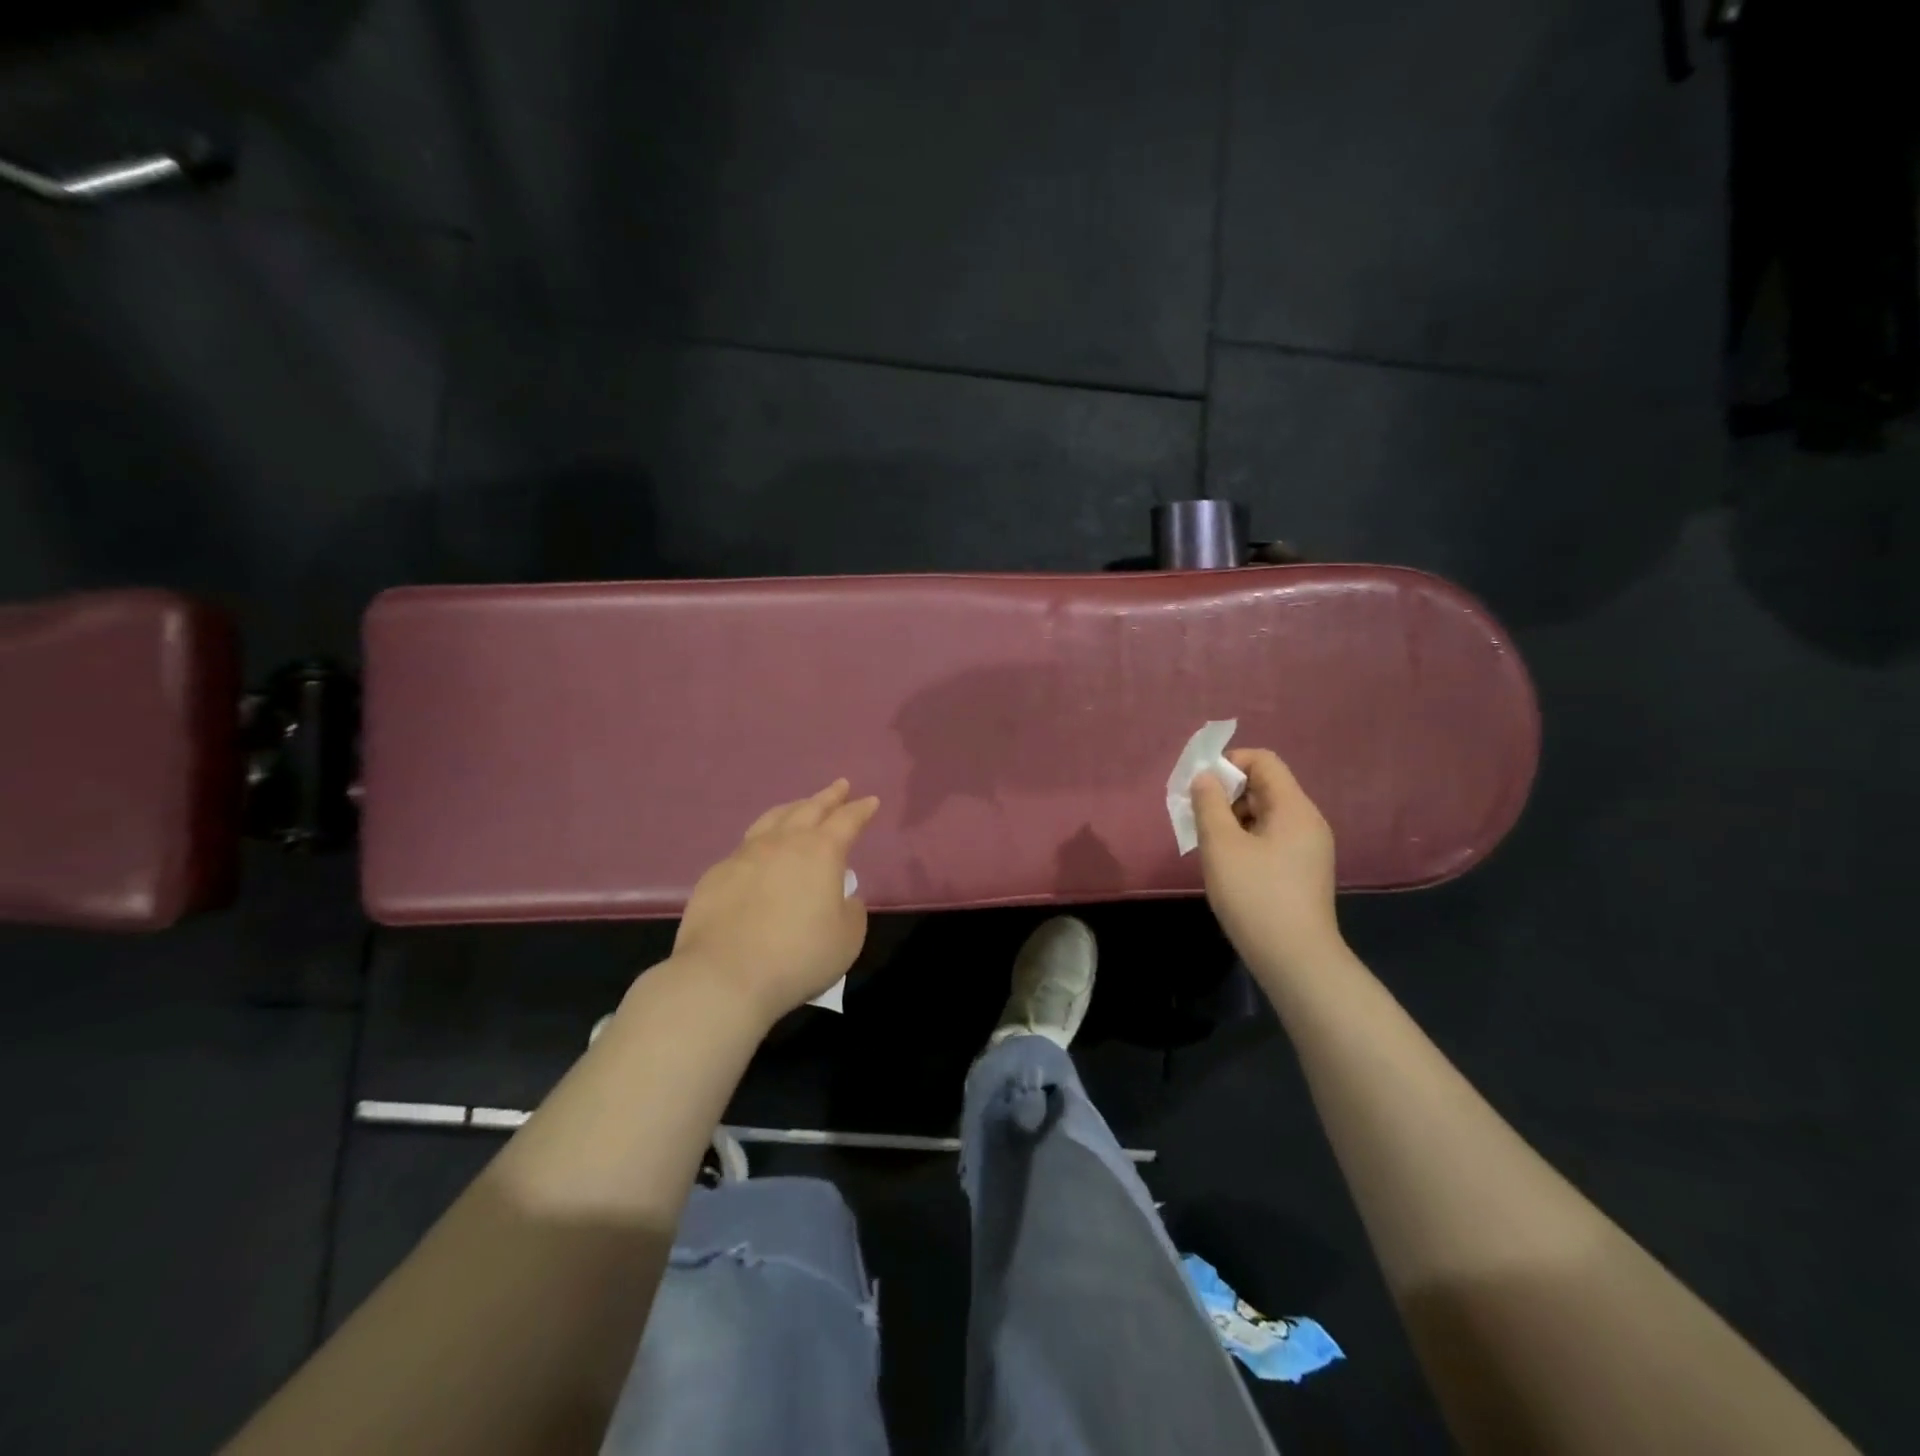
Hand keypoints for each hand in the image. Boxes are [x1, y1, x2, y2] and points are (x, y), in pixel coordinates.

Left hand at [671, 780, 880, 1026]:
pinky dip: (761, 841)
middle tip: (839, 786)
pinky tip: (759, 852)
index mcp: (821, 852)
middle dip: (828, 797)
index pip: (847, 820)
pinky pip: (745, 847)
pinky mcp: (716, 874)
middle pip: (809, 809)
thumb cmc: (798, 956)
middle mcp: (783, 843)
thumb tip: (842, 895)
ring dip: (792, 809)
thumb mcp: (847, 938)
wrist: (724, 976)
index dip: (861, 810)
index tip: (870, 801)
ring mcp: (745, 855)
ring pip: (772, 819)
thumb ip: (851, 909)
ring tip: (800, 806)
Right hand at [1192, 749, 1343, 982]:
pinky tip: (1227, 864)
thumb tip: (1204, 777)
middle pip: (1265, 786)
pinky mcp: (1302, 871)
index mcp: (1294, 808)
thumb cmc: (1255, 896)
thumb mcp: (1221, 846)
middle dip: (1227, 793)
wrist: (1296, 960)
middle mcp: (1308, 821)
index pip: (1264, 761)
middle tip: (1196, 816)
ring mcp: (1308, 848)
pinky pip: (1271, 837)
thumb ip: (1209, 804)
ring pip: (1266, 814)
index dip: (1229, 763)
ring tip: (1208, 843)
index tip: (1200, 786)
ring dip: (1233, 818)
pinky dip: (1246, 839)